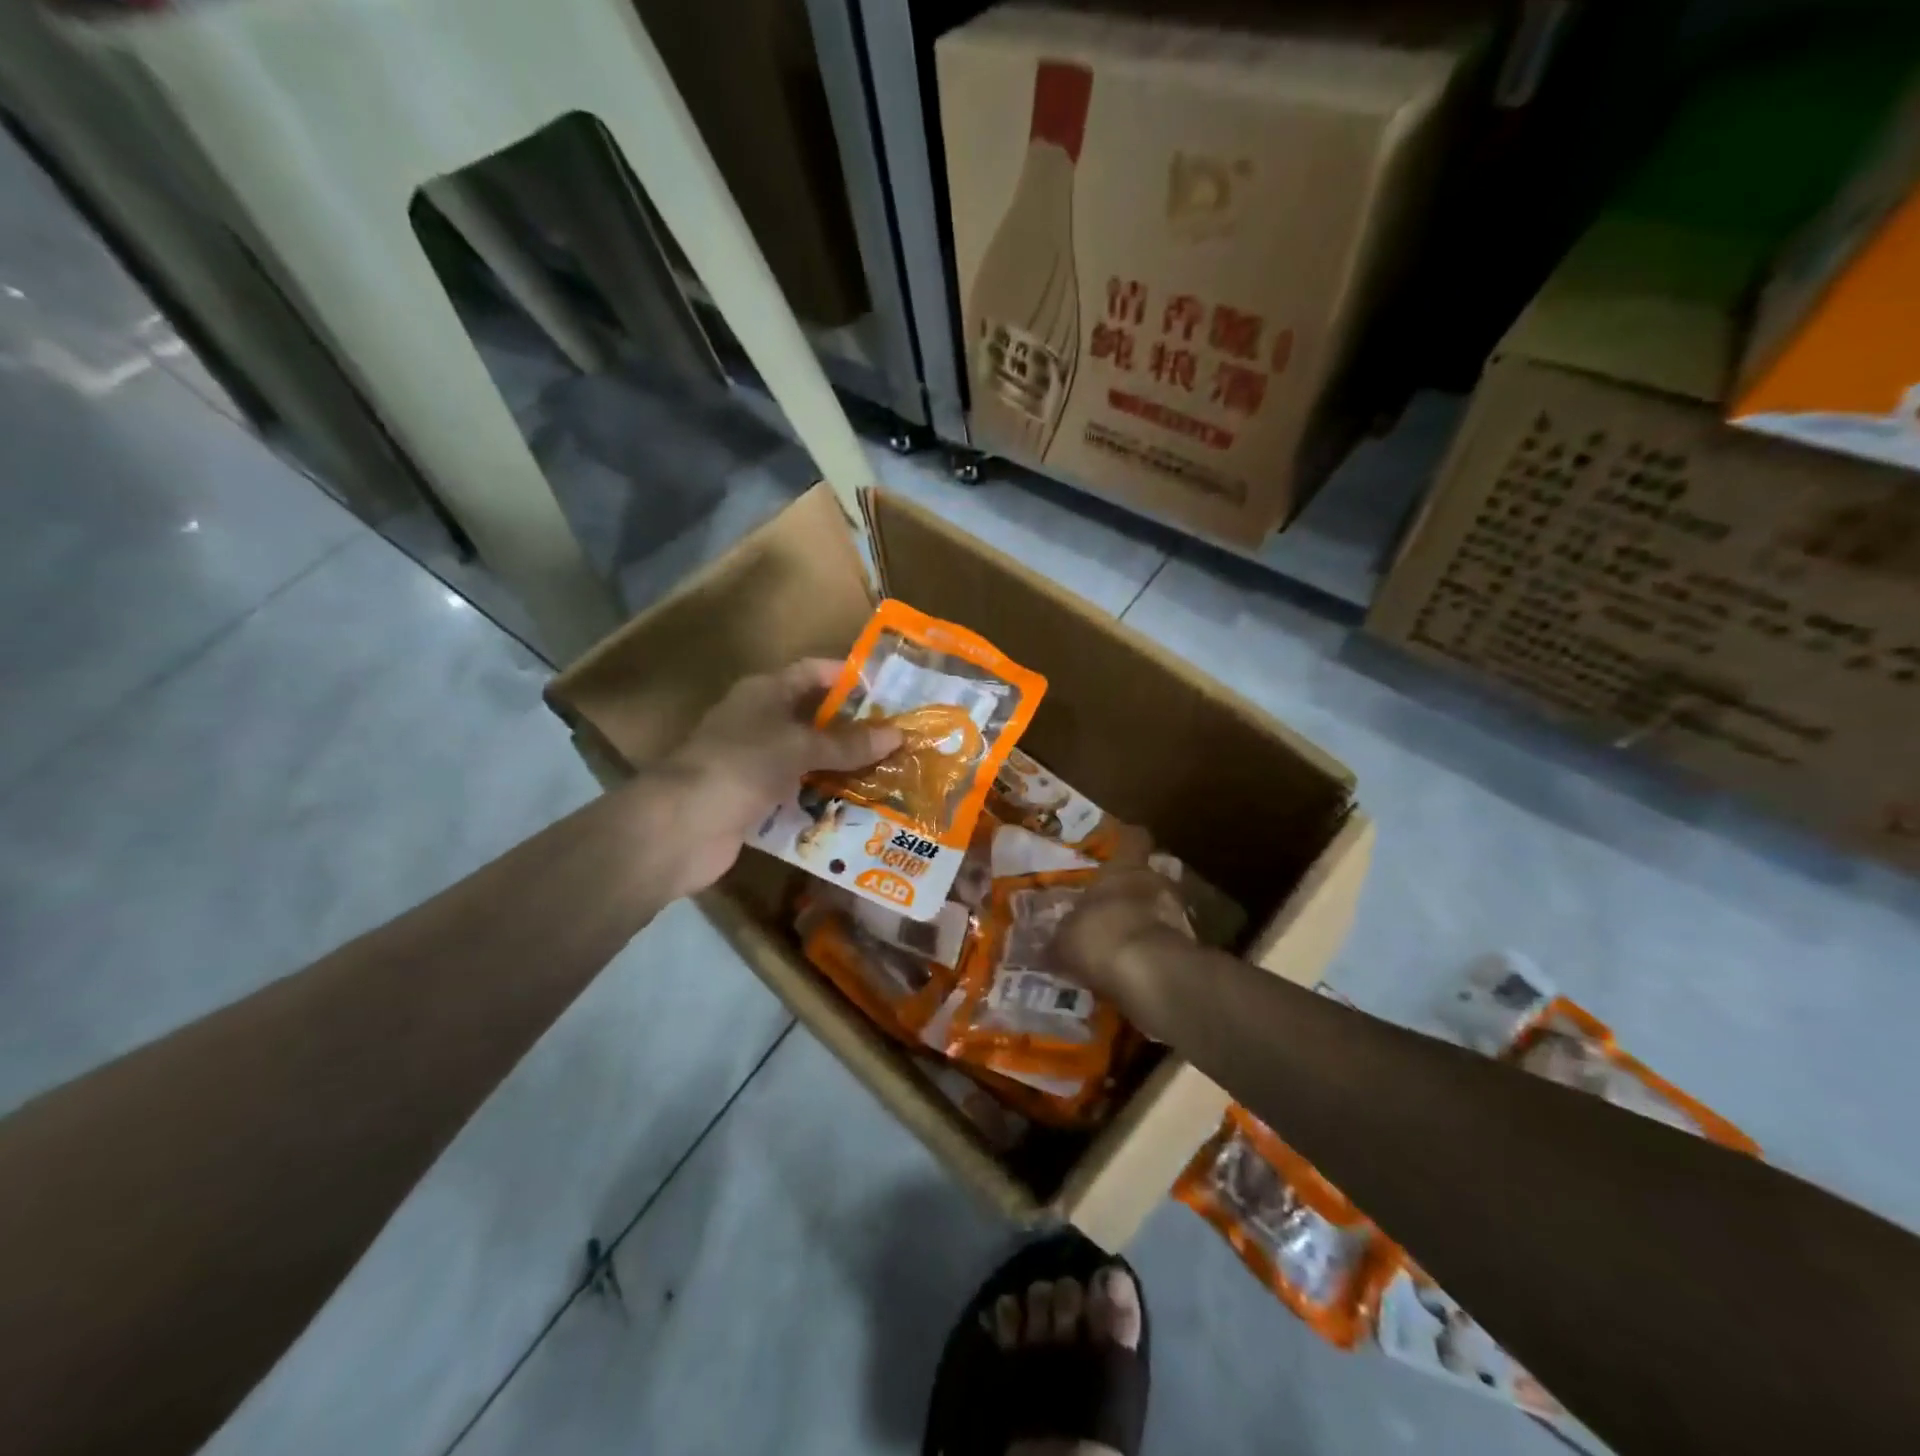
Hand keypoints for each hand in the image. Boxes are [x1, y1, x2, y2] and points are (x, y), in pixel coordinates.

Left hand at [659, 660, 901, 898]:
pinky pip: (798, 795)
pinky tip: (859, 811)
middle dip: (854, 730)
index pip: (813, 673)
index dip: (848, 678)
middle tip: (900, 741)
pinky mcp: (754, 801)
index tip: (890, 691)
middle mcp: (760, 722)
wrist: (680, 827)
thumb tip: (898, 734)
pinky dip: (823, 801)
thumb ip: (847, 743)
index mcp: (765, 692)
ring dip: (843, 769)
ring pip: (809, 760)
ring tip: (890, 776)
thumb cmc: (740, 766)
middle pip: (814, 719)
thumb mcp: (799, 747)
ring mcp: (755, 763)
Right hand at [1051, 851, 1192, 1022]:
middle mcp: (1154, 883)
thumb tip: (1043, 948)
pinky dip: (1153, 952)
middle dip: (1134, 890)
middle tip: (1113, 905)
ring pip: (1161, 910)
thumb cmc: (1100, 936)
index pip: (1134, 840)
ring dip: (1146, 922)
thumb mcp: (1064, 941)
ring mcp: (1177, 915)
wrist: (1150, 975)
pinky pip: (1166, 944)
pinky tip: (1135, 969)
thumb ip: (1058, 940)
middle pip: (1149, 876)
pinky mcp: (1187, 948)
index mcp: (1123, 869)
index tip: (1120, 846)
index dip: (1128, 841)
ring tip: (1123, 942)